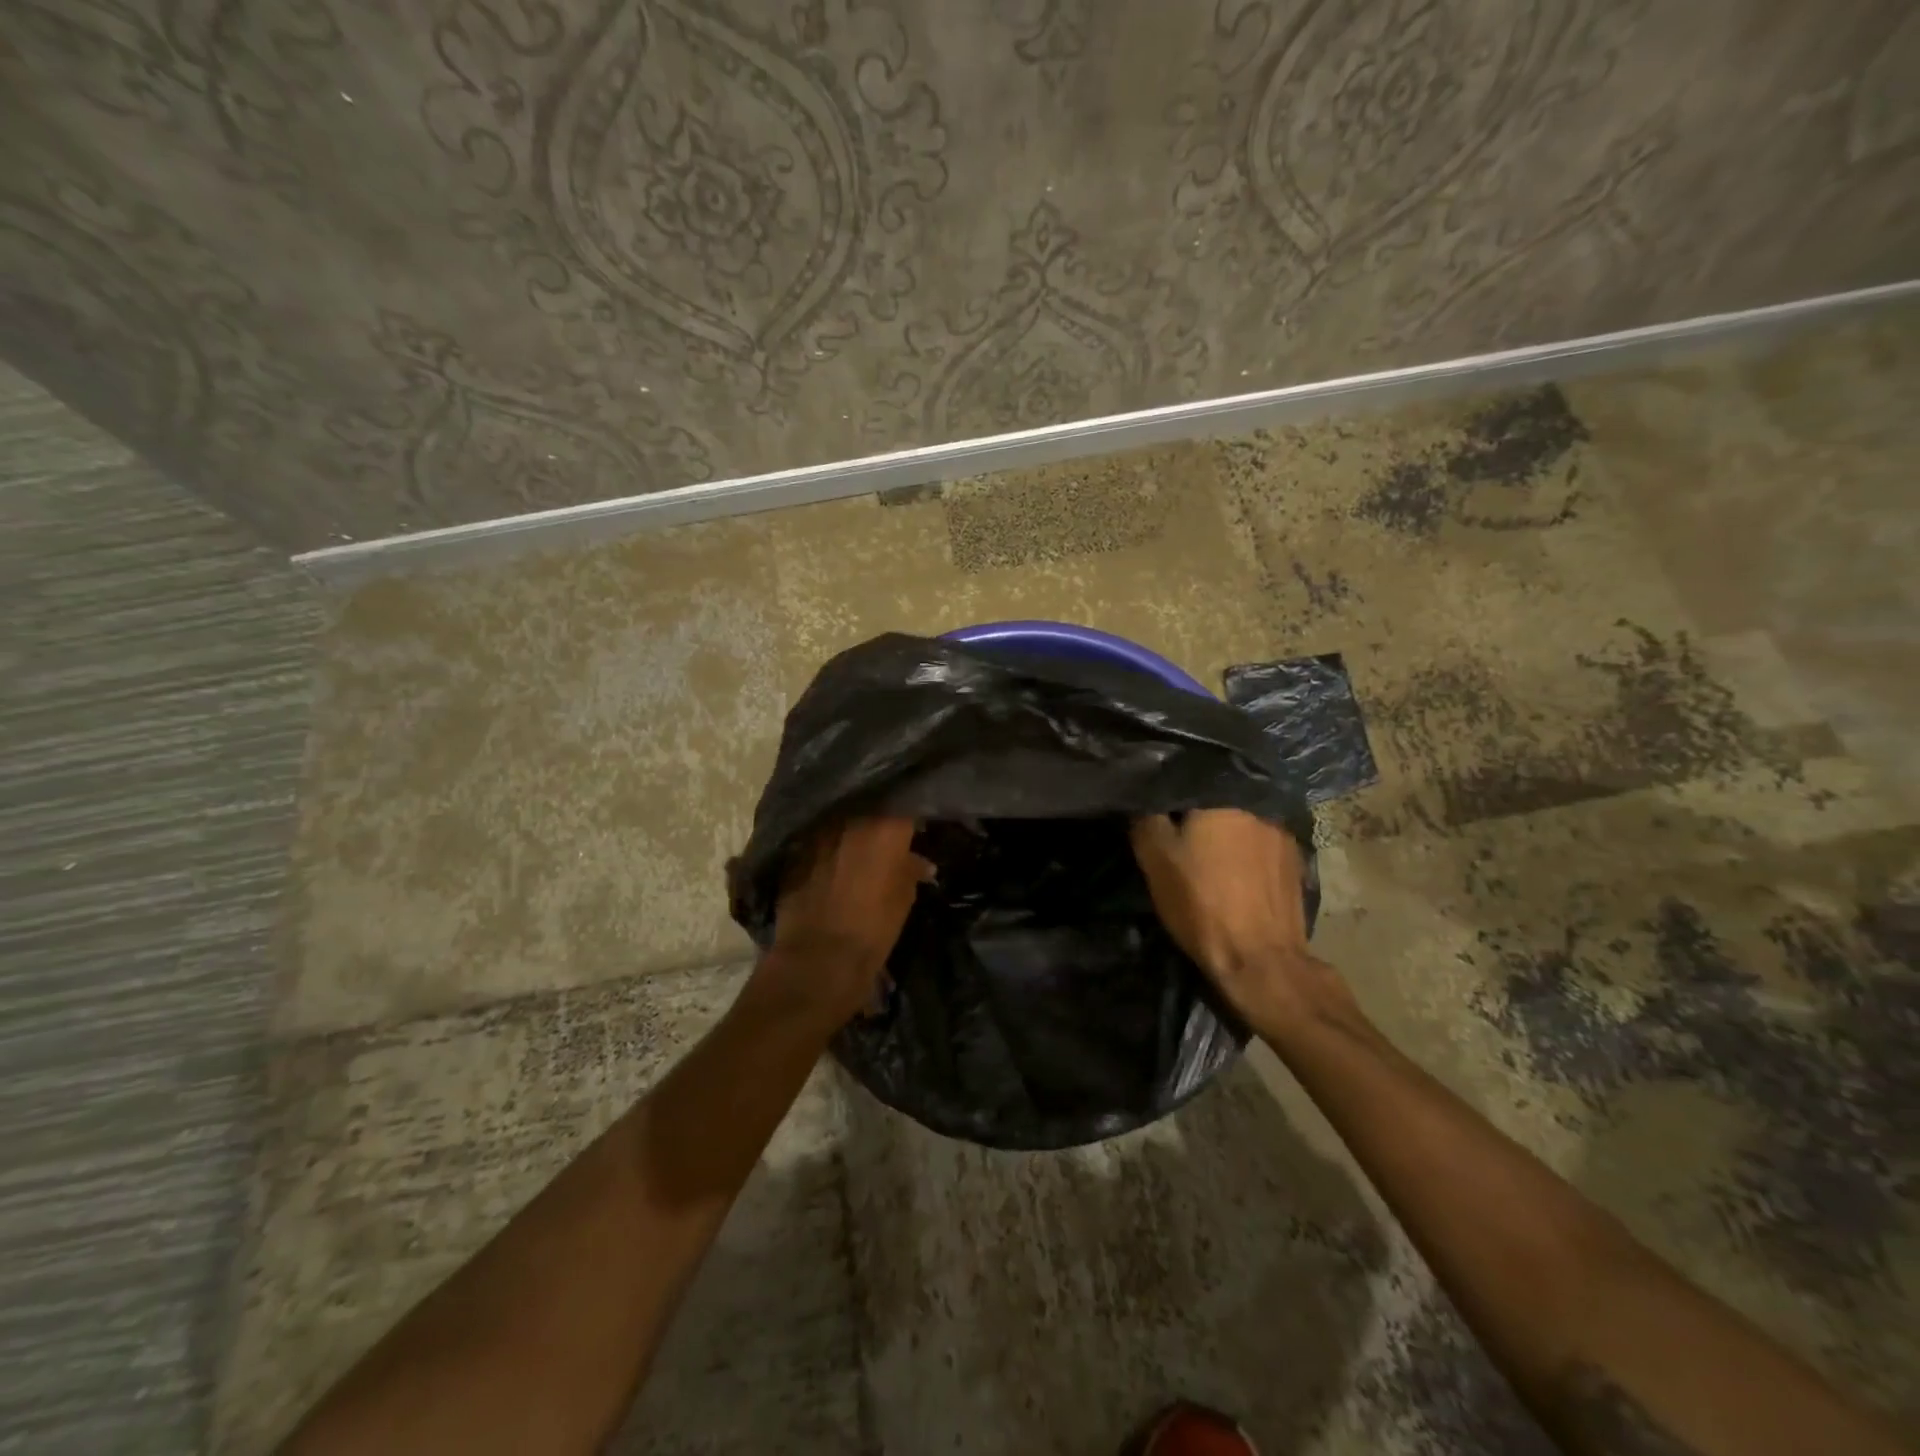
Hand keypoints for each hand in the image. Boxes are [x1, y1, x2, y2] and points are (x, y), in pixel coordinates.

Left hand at [755, 816, 929, 1025]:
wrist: (819, 958)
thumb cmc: (874, 928)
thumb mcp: (904, 898)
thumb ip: (911, 869)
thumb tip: (921, 862)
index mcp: (886, 827)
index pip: (903, 801)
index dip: (909, 809)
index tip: (915, 821)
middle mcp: (851, 819)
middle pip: (868, 803)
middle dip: (878, 813)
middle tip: (887, 830)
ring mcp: (819, 832)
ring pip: (840, 817)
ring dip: (850, 826)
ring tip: (858, 841)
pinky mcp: (795, 848)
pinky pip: (816, 836)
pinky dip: (826, 843)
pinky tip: (832, 857)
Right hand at [1130, 809, 1342, 1029]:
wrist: (1260, 961)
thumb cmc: (1201, 903)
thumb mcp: (1155, 859)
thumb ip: (1147, 817)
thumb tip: (1144, 795)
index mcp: (1223, 796)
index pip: (1189, 774)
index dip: (1169, 788)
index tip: (1156, 804)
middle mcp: (1258, 804)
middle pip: (1219, 796)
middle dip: (1198, 808)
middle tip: (1178, 826)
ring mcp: (1282, 832)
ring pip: (1242, 818)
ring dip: (1225, 829)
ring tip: (1207, 847)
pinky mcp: (1296, 860)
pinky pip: (1261, 841)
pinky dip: (1246, 849)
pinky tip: (1234, 868)